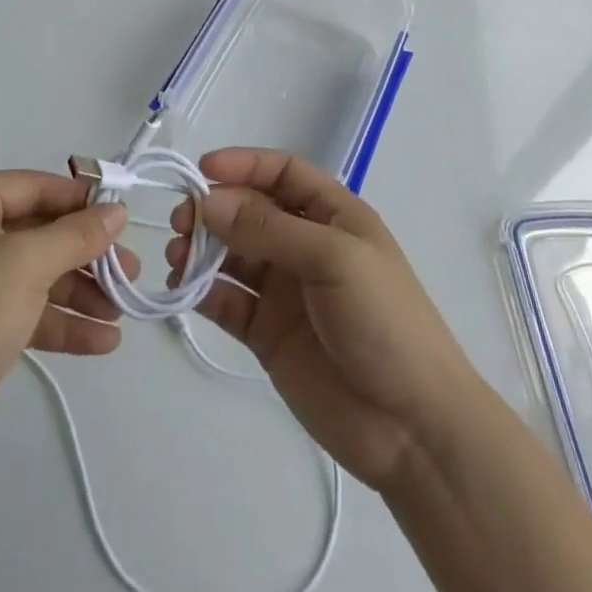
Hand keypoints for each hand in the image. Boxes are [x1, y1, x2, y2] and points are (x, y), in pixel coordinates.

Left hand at [0, 171, 135, 485]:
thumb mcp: (26, 265)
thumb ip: (76, 234)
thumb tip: (117, 210)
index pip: (32, 187)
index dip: (79, 199)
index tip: (123, 216)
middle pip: (39, 232)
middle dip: (86, 254)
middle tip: (130, 270)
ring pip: (38, 274)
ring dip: (81, 292)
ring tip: (123, 310)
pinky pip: (29, 311)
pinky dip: (63, 323)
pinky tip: (104, 341)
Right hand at [167, 149, 479, 490]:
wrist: (414, 427)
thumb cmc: (384, 321)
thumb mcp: (333, 259)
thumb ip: (268, 228)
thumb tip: (208, 202)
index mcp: (333, 216)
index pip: (283, 173)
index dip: (244, 164)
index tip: (202, 169)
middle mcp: (305, 246)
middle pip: (250, 211)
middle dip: (215, 210)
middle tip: (181, 222)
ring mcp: (285, 291)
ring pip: (233, 255)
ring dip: (202, 249)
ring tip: (177, 257)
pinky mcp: (267, 333)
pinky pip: (228, 301)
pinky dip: (202, 292)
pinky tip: (183, 291)